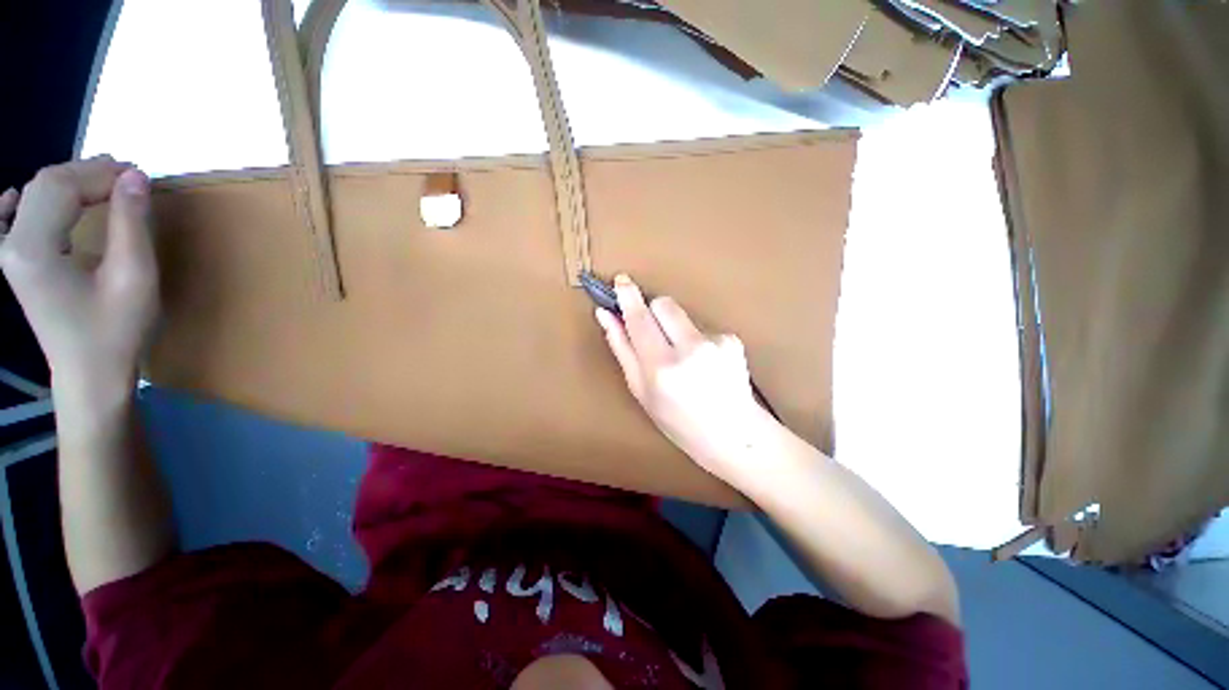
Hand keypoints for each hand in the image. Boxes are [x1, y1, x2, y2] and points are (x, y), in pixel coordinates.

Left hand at [0, 156, 158, 402]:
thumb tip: (135, 177)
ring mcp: (10, 255)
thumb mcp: (134, 278)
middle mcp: (12, 244)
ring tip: (104, 182)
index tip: (140, 176)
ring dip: (69, 182)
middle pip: (45, 185)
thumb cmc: (115, 331)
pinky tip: (13, 197)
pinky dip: (15, 202)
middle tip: (128, 176)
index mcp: (33, 248)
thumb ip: (131, 224)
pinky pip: (7, 221)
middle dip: (87, 173)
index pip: (62, 187)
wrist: (90, 375)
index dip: (101, 174)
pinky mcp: (17, 264)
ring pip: (34, 196)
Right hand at [595, 274, 775, 482]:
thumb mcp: (641, 391)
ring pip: (682, 315)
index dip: (628, 297)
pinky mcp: (732, 339)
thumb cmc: (678, 421)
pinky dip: (695, 339)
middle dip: (652, 311)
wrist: (734, 436)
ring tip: (683, 360)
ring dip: (674, 328)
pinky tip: (704, 364)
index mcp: (662, 367)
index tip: (621, 280)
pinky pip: (701, 327)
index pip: (639, 318)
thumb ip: (622, 348)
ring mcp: (715, 342)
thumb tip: (606, 315)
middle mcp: (690, 349)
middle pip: (663, 303)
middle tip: (653, 335)